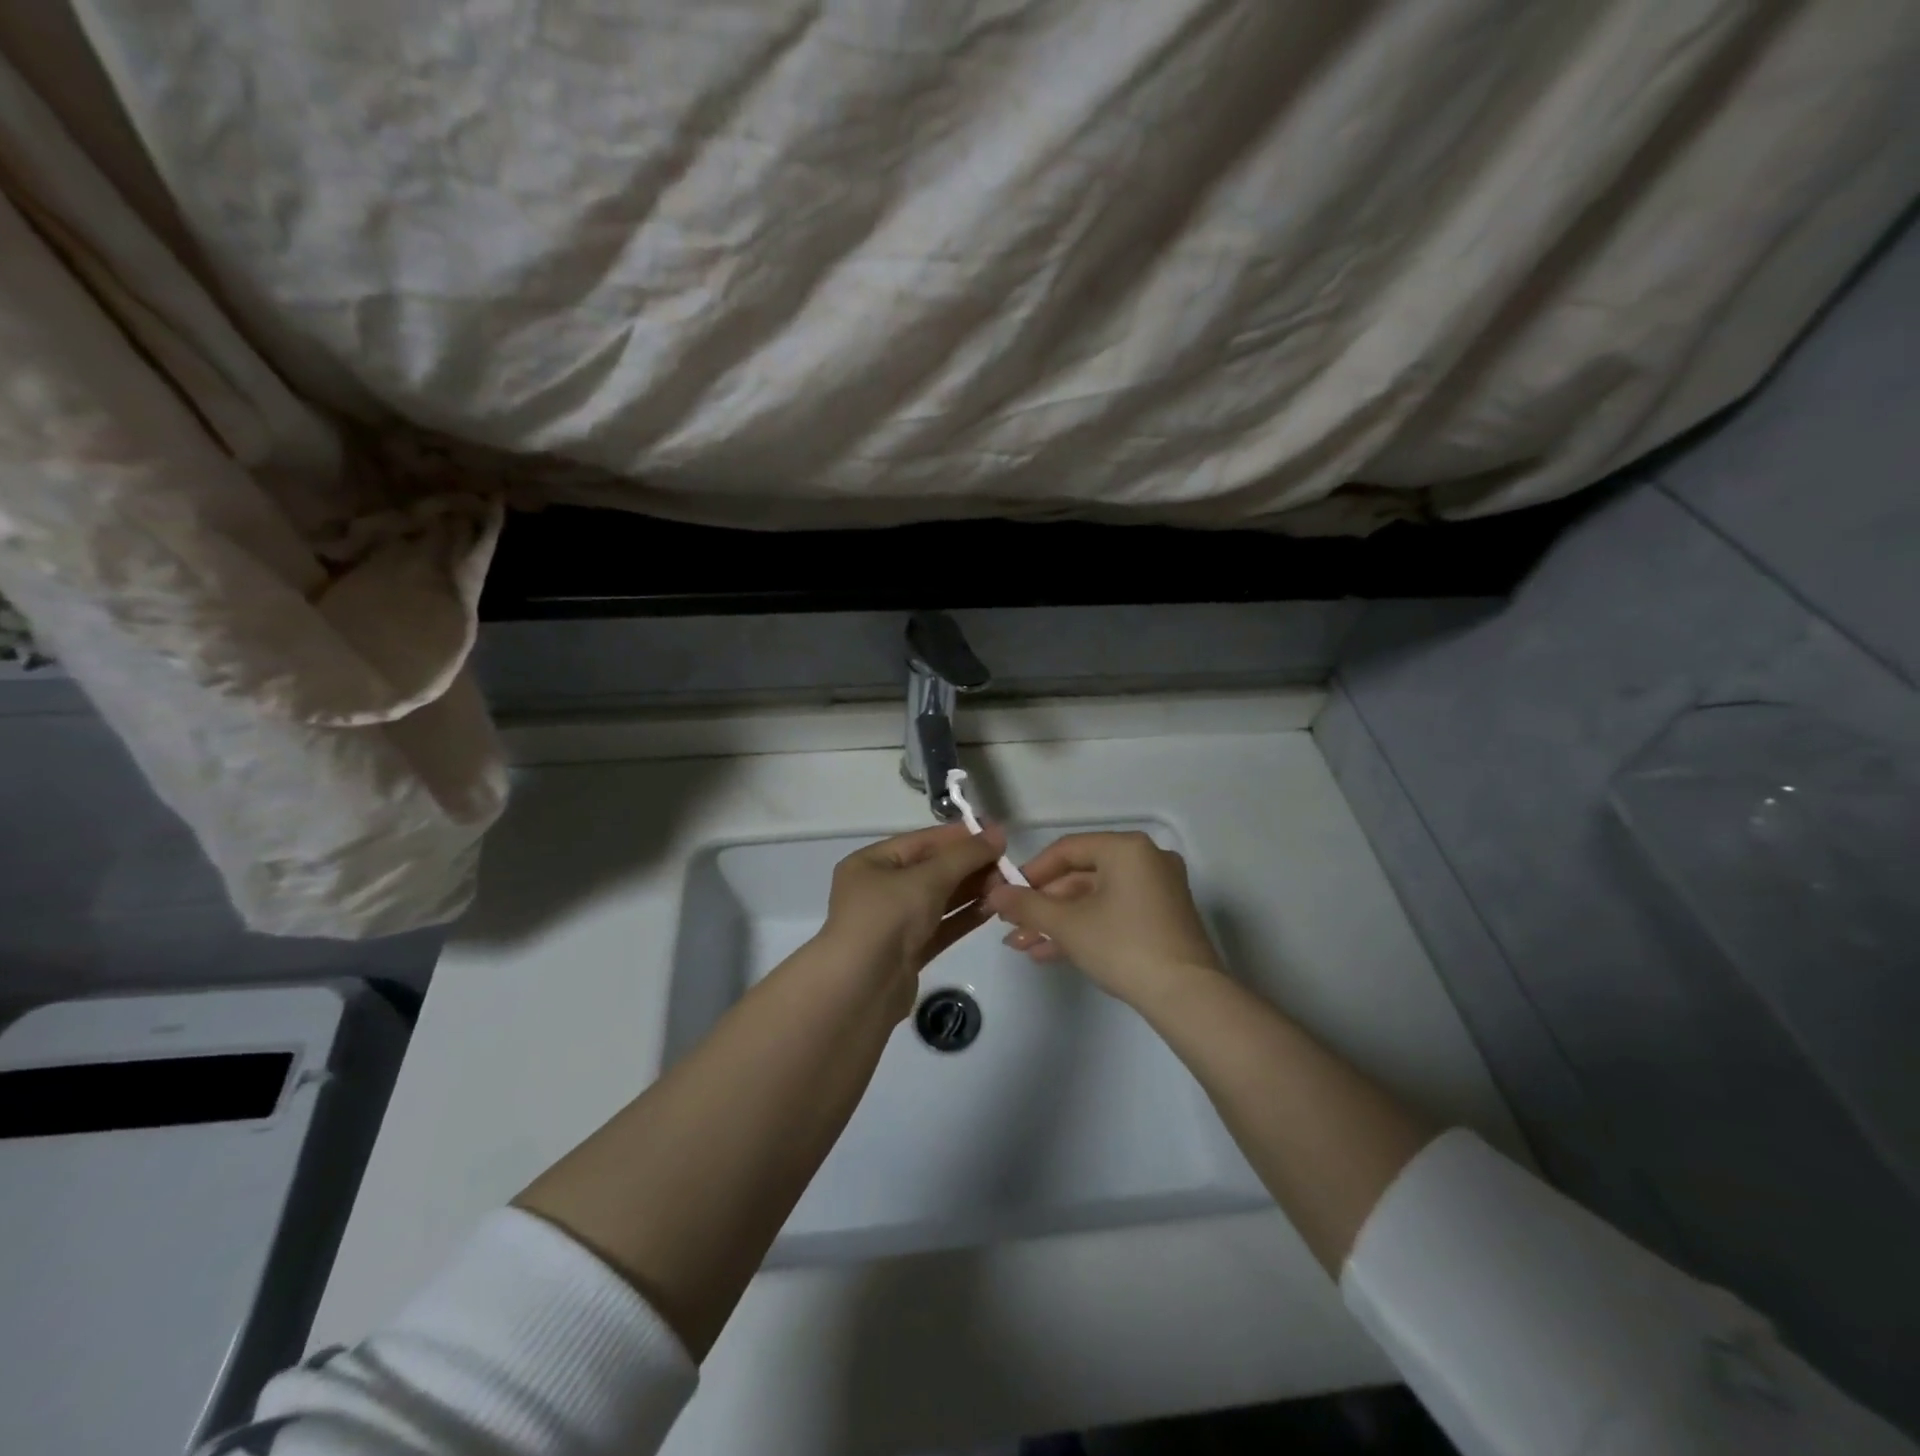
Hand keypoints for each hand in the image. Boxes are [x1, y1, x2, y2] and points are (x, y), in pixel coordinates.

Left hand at [813, 822, 1006, 1015]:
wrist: (860, 989)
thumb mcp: (927, 878)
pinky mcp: (907, 951)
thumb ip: (965, 855)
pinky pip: (940, 926)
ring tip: (1007, 886)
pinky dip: (964, 916)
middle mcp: (879, 889)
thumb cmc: (887, 918)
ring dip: (971, 891)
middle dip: (969, 866)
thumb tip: (998, 833)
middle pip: (932, 870)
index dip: (959, 837)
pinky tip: (992, 909)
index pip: (921, 841)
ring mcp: (893, 923)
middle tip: (1008, 865)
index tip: (997, 836)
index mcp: (871, 863)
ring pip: (938, 899)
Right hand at [984, 831, 1222, 1005]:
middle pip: (1081, 876)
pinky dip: (1084, 928)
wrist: (1186, 997)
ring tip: (1022, 945)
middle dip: (1042, 905)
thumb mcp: (1067, 924)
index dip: (1031, 872)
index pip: (1067, 849)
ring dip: (1058, 921)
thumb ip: (1027, 905)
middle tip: (1012, 926)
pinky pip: (1114, 913)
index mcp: (1126, 849)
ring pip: (1095, 899)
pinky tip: (1049, 952)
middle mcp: (1146, 860)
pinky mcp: (1162, 919)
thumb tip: (993, 894)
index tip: (1007, 894)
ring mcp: (1158, 891)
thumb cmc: (1122, 946)